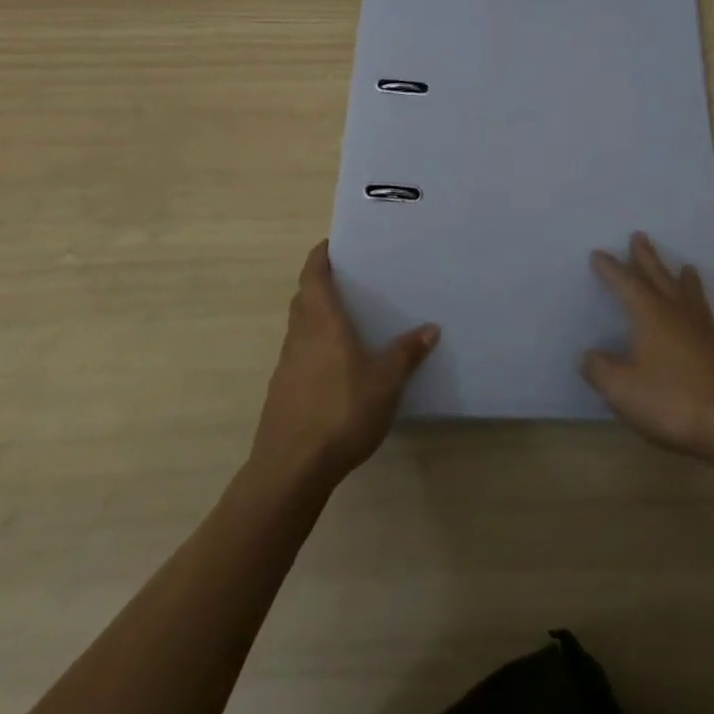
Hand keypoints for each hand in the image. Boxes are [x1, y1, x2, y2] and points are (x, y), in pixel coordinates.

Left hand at [250, 241, 438, 486]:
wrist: (290, 470)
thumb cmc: (340, 411)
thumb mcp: (385, 381)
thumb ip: (407, 353)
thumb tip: (430, 327)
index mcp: (322, 321)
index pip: (314, 274)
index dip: (321, 256)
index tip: (333, 243)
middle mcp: (300, 335)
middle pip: (304, 298)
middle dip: (321, 285)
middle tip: (350, 280)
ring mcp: (287, 365)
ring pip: (300, 328)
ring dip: (317, 317)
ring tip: (349, 321)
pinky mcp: (282, 393)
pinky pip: (300, 355)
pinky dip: (315, 348)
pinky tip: (337, 367)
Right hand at [581, 231, 713, 463]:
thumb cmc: (673, 401)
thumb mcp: (624, 390)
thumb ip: (601, 370)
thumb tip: (585, 355)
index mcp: (650, 314)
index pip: (625, 283)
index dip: (610, 268)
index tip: (597, 254)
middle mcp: (676, 311)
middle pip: (659, 275)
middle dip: (646, 257)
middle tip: (639, 235)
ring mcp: (702, 328)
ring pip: (687, 291)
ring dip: (679, 275)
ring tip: (684, 266)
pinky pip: (702, 310)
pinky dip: (696, 300)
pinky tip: (698, 312)